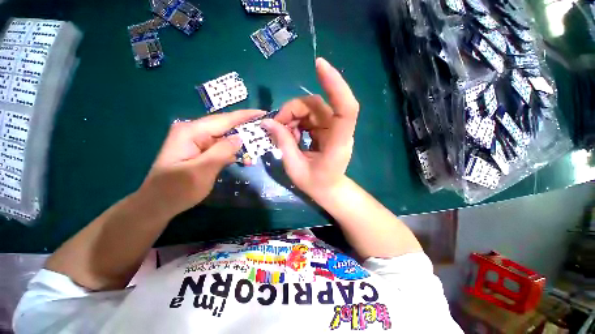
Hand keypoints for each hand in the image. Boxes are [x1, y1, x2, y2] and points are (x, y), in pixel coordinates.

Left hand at [137, 109, 265, 217]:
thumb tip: (240, 138)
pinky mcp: (200, 151)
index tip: (263, 113)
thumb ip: (221, 151)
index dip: (245, 116)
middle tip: (265, 129)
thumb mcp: (201, 171)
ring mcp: (196, 141)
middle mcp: (193, 131)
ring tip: (259, 142)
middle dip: (246, 127)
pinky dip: (233, 151)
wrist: (157, 204)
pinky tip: (244, 156)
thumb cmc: (176, 189)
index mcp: (191, 132)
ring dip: (241, 141)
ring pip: (225, 137)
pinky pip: (221, 147)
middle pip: (225, 125)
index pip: (224, 119)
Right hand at [261, 58, 358, 198]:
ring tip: (285, 135)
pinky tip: (292, 134)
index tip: (318, 65)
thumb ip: (283, 143)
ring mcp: (334, 128)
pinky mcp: (327, 128)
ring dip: (293, 117)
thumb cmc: (316, 184)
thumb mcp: (295, 167)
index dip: (335, 85)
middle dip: (293, 111)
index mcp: (338, 143)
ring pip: (311, 108)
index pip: (346, 108)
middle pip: (317, 105)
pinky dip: (297, 121)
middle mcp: (339, 131)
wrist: (329, 189)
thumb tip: (267, 122)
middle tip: (277, 127)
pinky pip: (310, 116)